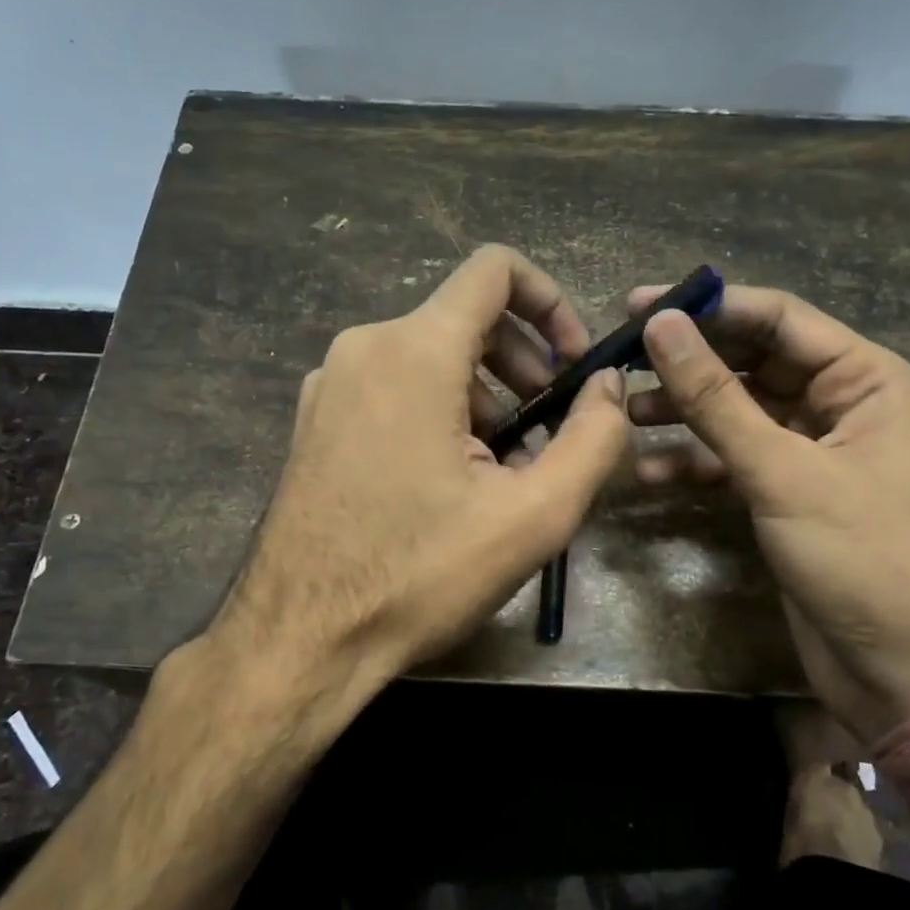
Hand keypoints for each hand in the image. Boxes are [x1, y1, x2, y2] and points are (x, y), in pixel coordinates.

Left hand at [198, 246, 628, 730]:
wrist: (301, 638)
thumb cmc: (419, 575)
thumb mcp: (533, 516)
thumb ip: (592, 439)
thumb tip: (608, 386)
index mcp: (415, 351)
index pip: (494, 270)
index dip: (549, 301)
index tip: (571, 364)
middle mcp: (364, 348)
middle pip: (465, 318)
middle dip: (522, 362)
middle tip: (548, 430)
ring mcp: (329, 384)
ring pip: (429, 356)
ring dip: (483, 394)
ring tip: (504, 466)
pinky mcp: (314, 421)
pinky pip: (391, 387)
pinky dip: (437, 411)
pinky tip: (450, 479)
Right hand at [629, 286, 909, 741]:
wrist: (908, 673)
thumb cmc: (863, 557)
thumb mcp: (782, 471)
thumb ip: (716, 398)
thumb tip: (661, 325)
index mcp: (865, 379)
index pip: (777, 319)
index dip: (708, 307)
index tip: (637, 305)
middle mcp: (841, 405)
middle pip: (752, 363)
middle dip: (689, 364)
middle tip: (619, 359)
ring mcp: (812, 452)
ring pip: (737, 413)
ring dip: (683, 414)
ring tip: (624, 415)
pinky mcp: (789, 495)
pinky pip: (735, 461)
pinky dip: (695, 464)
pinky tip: (648, 475)